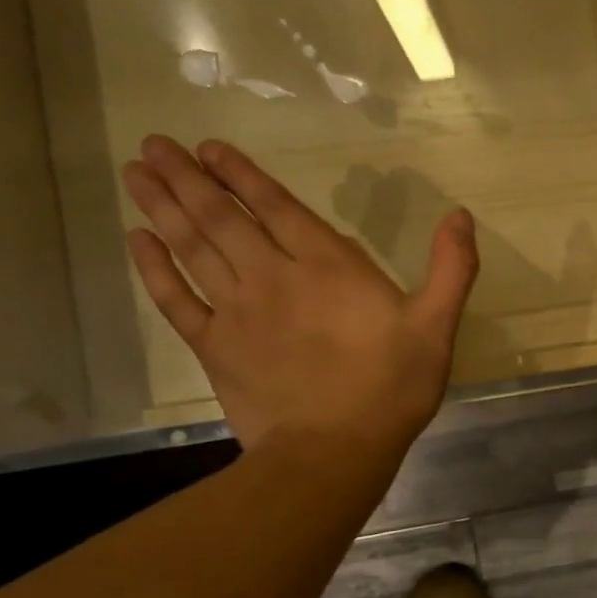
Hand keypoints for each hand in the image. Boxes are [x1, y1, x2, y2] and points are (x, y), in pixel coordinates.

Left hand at [121, 136, 477, 456]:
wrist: (333, 451)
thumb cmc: (391, 387)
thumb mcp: (437, 327)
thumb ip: (451, 269)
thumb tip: (461, 215)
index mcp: (328, 268)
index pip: (277, 207)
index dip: (242, 175)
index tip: (209, 147)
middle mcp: (274, 277)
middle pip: (222, 219)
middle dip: (188, 179)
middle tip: (153, 145)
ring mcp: (237, 312)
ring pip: (193, 249)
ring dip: (163, 208)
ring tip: (136, 173)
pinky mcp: (214, 347)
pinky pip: (175, 300)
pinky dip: (154, 269)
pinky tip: (137, 242)